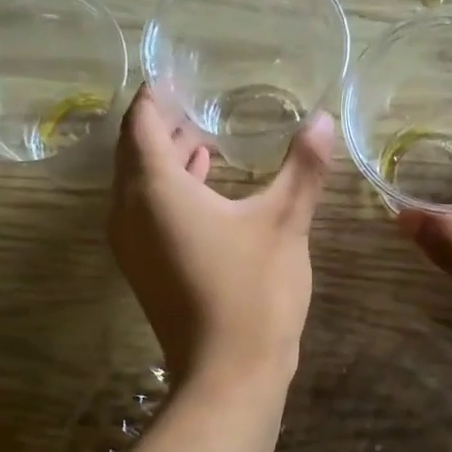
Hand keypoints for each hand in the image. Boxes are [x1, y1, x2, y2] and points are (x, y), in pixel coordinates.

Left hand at [108, 87, 332, 389]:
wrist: (229, 375)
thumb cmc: (254, 291)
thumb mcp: (284, 222)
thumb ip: (303, 168)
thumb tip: (323, 119)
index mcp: (154, 189)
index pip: (142, 123)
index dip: (156, 96)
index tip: (176, 76)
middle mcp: (128, 212)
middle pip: (134, 153)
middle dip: (162, 126)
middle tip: (196, 103)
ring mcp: (131, 245)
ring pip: (138, 185)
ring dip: (166, 160)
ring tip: (203, 138)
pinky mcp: (144, 270)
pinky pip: (144, 213)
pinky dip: (168, 192)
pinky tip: (204, 186)